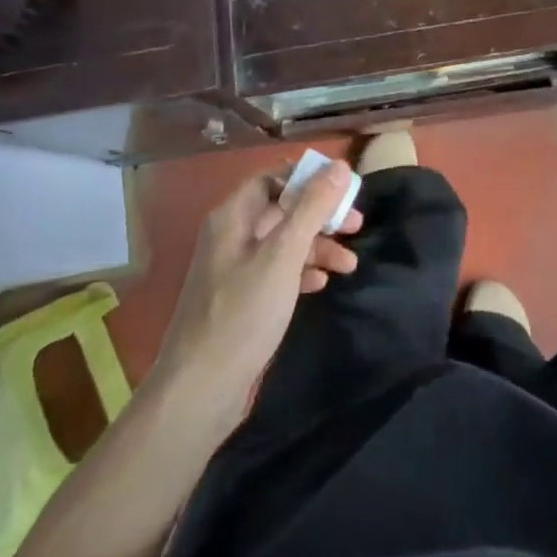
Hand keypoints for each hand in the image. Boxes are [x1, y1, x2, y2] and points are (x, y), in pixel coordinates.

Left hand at [152, 159, 362, 422]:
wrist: (200, 391)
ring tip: (349, 265)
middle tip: (356, 227)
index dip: (306, 179)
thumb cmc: (243, 313)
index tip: (343, 189)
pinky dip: (300, 272)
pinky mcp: (241, 301)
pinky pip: (276, 272)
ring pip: (282, 244)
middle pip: (281, 210)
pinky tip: (321, 284)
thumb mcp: (283, 255)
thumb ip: (312, 208)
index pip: (272, 178)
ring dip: (316, 247)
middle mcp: (230, 236)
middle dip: (319, 216)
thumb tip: (339, 166)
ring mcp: (234, 270)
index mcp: (232, 216)